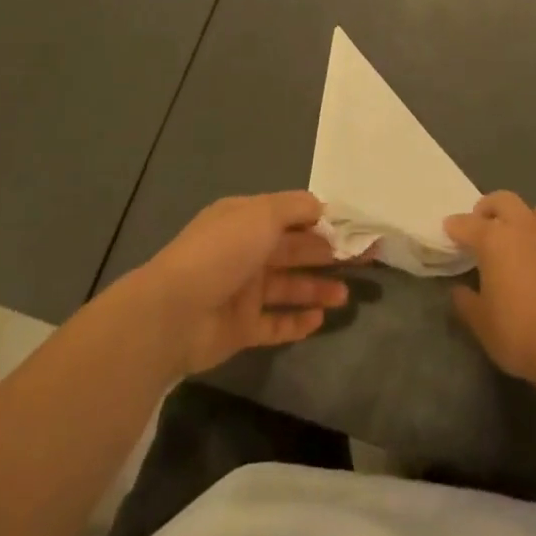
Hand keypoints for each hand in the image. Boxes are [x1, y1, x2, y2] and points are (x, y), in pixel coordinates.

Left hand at [139, 191, 349, 374]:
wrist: (174, 312)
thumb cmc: (222, 252)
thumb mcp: (262, 214)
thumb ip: (295, 208)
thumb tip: (322, 208)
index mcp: (246, 220)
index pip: (290, 216)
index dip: (320, 222)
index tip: (351, 229)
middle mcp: (245, 252)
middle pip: (293, 251)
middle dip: (326, 254)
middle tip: (361, 261)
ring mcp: (242, 291)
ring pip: (288, 287)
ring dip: (316, 289)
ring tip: (345, 295)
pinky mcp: (240, 328)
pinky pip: (275, 323)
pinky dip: (296, 322)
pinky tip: (320, 320)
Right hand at [444, 191, 535, 386]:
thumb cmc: (520, 332)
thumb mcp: (482, 323)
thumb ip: (467, 302)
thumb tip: (460, 291)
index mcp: (495, 239)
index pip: (467, 224)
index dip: (455, 226)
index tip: (448, 228)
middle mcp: (523, 229)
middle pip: (504, 201)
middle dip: (488, 207)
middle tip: (481, 223)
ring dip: (523, 216)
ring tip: (517, 236)